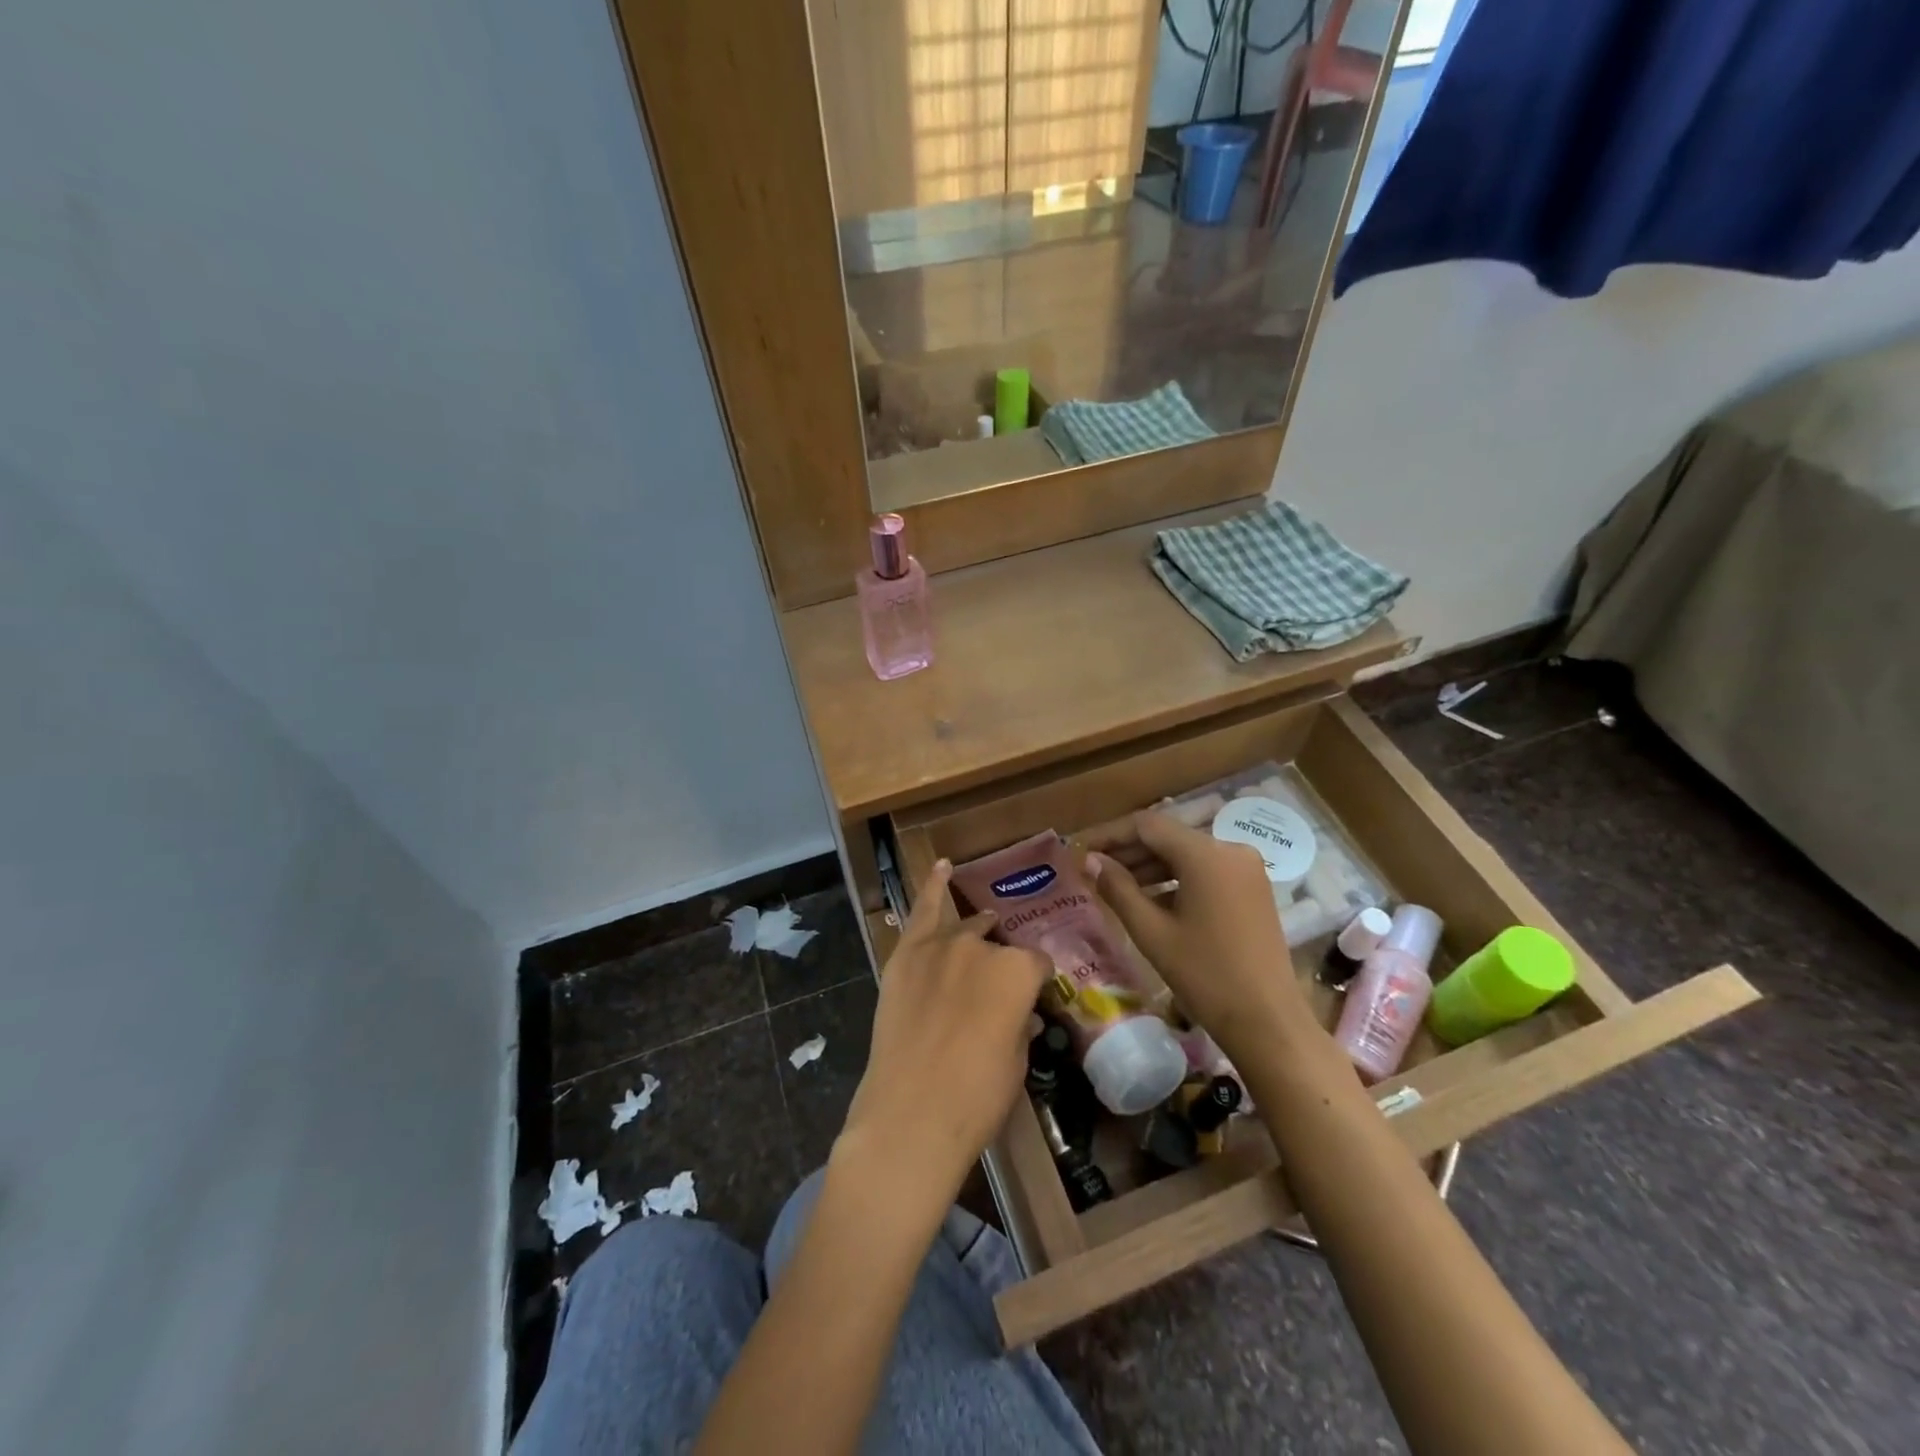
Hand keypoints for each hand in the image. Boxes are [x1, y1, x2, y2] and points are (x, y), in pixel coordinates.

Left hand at [838, 860, 1051, 1209]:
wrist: (910, 1115)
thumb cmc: (976, 1097)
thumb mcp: (1016, 1061)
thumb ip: (1020, 1022)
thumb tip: (1020, 1011)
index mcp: (1017, 971)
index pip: (1036, 964)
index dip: (1036, 984)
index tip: (1034, 1000)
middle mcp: (981, 947)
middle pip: (998, 946)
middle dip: (1003, 965)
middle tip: (998, 993)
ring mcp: (939, 946)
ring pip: (965, 926)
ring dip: (977, 927)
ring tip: (985, 921)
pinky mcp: (905, 955)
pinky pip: (922, 910)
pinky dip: (933, 887)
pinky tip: (943, 867)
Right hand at [1085, 811, 1306, 1065]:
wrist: (1268, 1022)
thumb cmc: (1205, 976)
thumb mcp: (1152, 932)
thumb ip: (1118, 888)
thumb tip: (1090, 861)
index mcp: (1206, 854)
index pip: (1147, 825)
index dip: (1110, 834)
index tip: (1080, 849)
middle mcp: (1230, 849)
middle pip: (1169, 837)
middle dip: (1129, 851)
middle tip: (1092, 868)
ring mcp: (1246, 869)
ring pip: (1187, 854)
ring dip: (1151, 866)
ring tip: (1115, 885)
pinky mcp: (1253, 888)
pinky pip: (1206, 870)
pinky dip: (1176, 879)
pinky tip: (1151, 900)